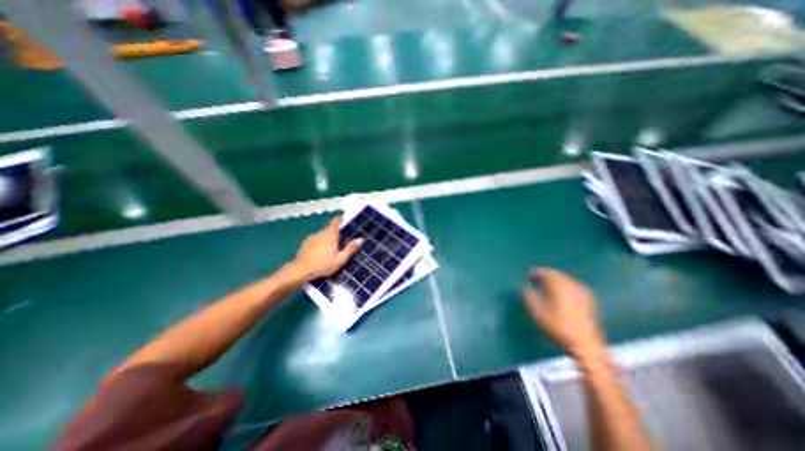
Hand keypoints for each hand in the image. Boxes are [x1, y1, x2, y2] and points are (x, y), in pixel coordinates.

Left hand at [292, 215, 361, 281]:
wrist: (301, 270)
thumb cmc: (323, 264)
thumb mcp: (341, 259)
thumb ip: (351, 248)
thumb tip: (361, 239)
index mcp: (331, 234)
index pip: (336, 221)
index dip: (340, 220)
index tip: (344, 221)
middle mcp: (321, 233)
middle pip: (329, 229)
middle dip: (335, 234)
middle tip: (340, 243)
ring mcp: (312, 238)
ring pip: (322, 235)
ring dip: (327, 240)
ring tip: (330, 251)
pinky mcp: (305, 244)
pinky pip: (315, 241)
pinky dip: (319, 245)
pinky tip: (320, 254)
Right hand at [522, 268, 602, 358]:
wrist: (586, 345)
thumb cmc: (558, 327)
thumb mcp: (538, 312)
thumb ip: (529, 297)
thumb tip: (526, 287)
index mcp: (560, 286)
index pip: (546, 272)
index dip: (536, 272)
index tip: (528, 274)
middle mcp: (572, 285)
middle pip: (557, 274)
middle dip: (546, 274)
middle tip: (536, 278)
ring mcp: (583, 292)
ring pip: (566, 279)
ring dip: (555, 280)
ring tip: (546, 286)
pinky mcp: (589, 300)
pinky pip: (573, 286)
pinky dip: (564, 285)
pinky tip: (560, 293)